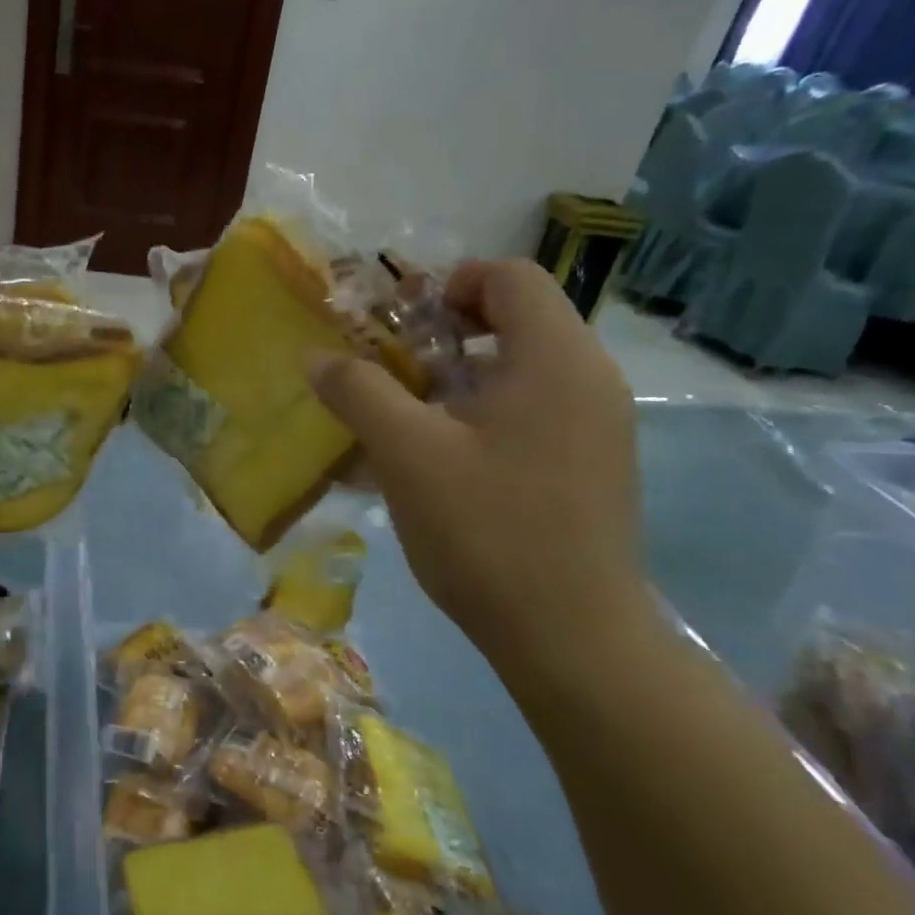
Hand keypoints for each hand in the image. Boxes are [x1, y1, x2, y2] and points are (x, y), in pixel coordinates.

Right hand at [310, 260, 641, 657]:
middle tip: (393, 373)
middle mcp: (589, 379)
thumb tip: (316, 356)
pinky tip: (443, 463)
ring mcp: (598, 426)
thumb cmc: (487, 530)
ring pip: (521, 370)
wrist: (571, 637)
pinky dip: (483, 415)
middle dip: (444, 335)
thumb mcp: (406, 453)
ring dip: (459, 379)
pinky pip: (533, 412)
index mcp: (555, 358)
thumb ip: (358, 392)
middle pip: (516, 320)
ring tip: (408, 420)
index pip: (509, 276)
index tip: (399, 328)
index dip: (448, 285)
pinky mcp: (592, 466)